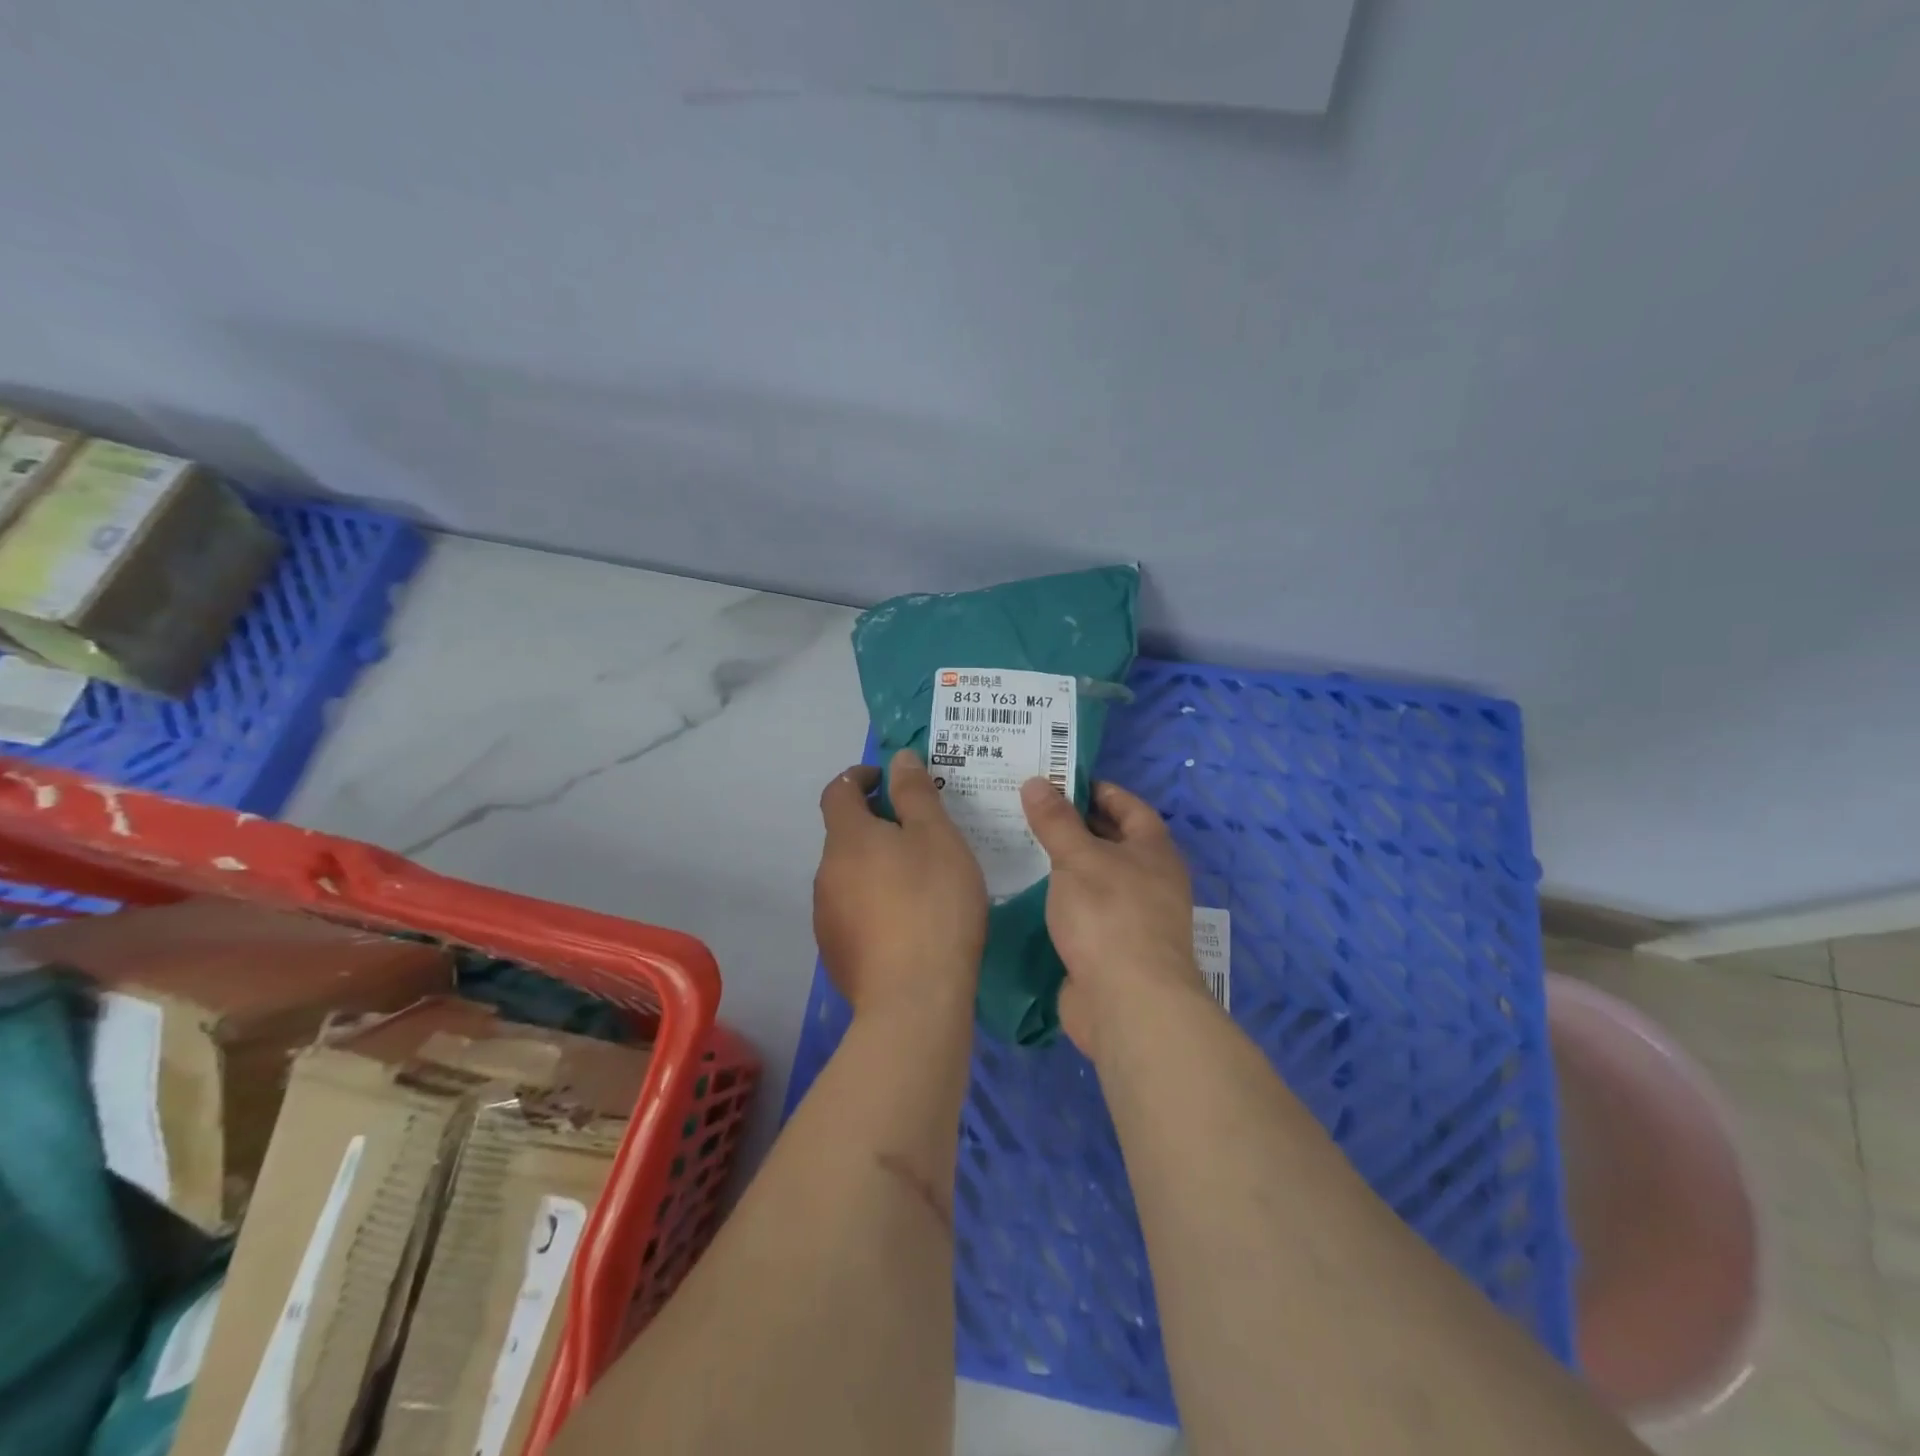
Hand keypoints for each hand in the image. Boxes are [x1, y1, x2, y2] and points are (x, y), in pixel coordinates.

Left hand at [814, 749, 987, 1016]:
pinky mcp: (836, 952)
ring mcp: (826, 916)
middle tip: (920, 832)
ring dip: (875, 866)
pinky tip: (907, 922)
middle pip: (845, 835)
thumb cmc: (933, 903)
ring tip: (919, 880)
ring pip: (849, 875)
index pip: (839, 791)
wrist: (914, 999)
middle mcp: (826, 872)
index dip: (860, 778)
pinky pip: (853, 911)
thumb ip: (915, 793)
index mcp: (847, 838)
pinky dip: (874, 902)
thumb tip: (898, 758)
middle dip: (875, 825)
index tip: (888, 781)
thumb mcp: (937, 837)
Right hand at [1021, 777, 1201, 1058]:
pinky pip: (1084, 911)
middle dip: (1074, 825)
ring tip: (1020, 845)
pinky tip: (1028, 893)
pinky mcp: (1111, 949)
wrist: (1128, 1003)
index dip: (1096, 790)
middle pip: (1112, 841)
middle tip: (1028, 810)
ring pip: (1095, 878)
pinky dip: (1061, 898)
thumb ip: (1056, 821)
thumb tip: (1037, 782)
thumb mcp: (1079, 858)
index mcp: (1154, 851)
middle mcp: (1149, 880)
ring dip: (1064, 864)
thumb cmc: (1110, 915)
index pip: (1129, 806)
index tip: (1058, 781)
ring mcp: (1132, 917)